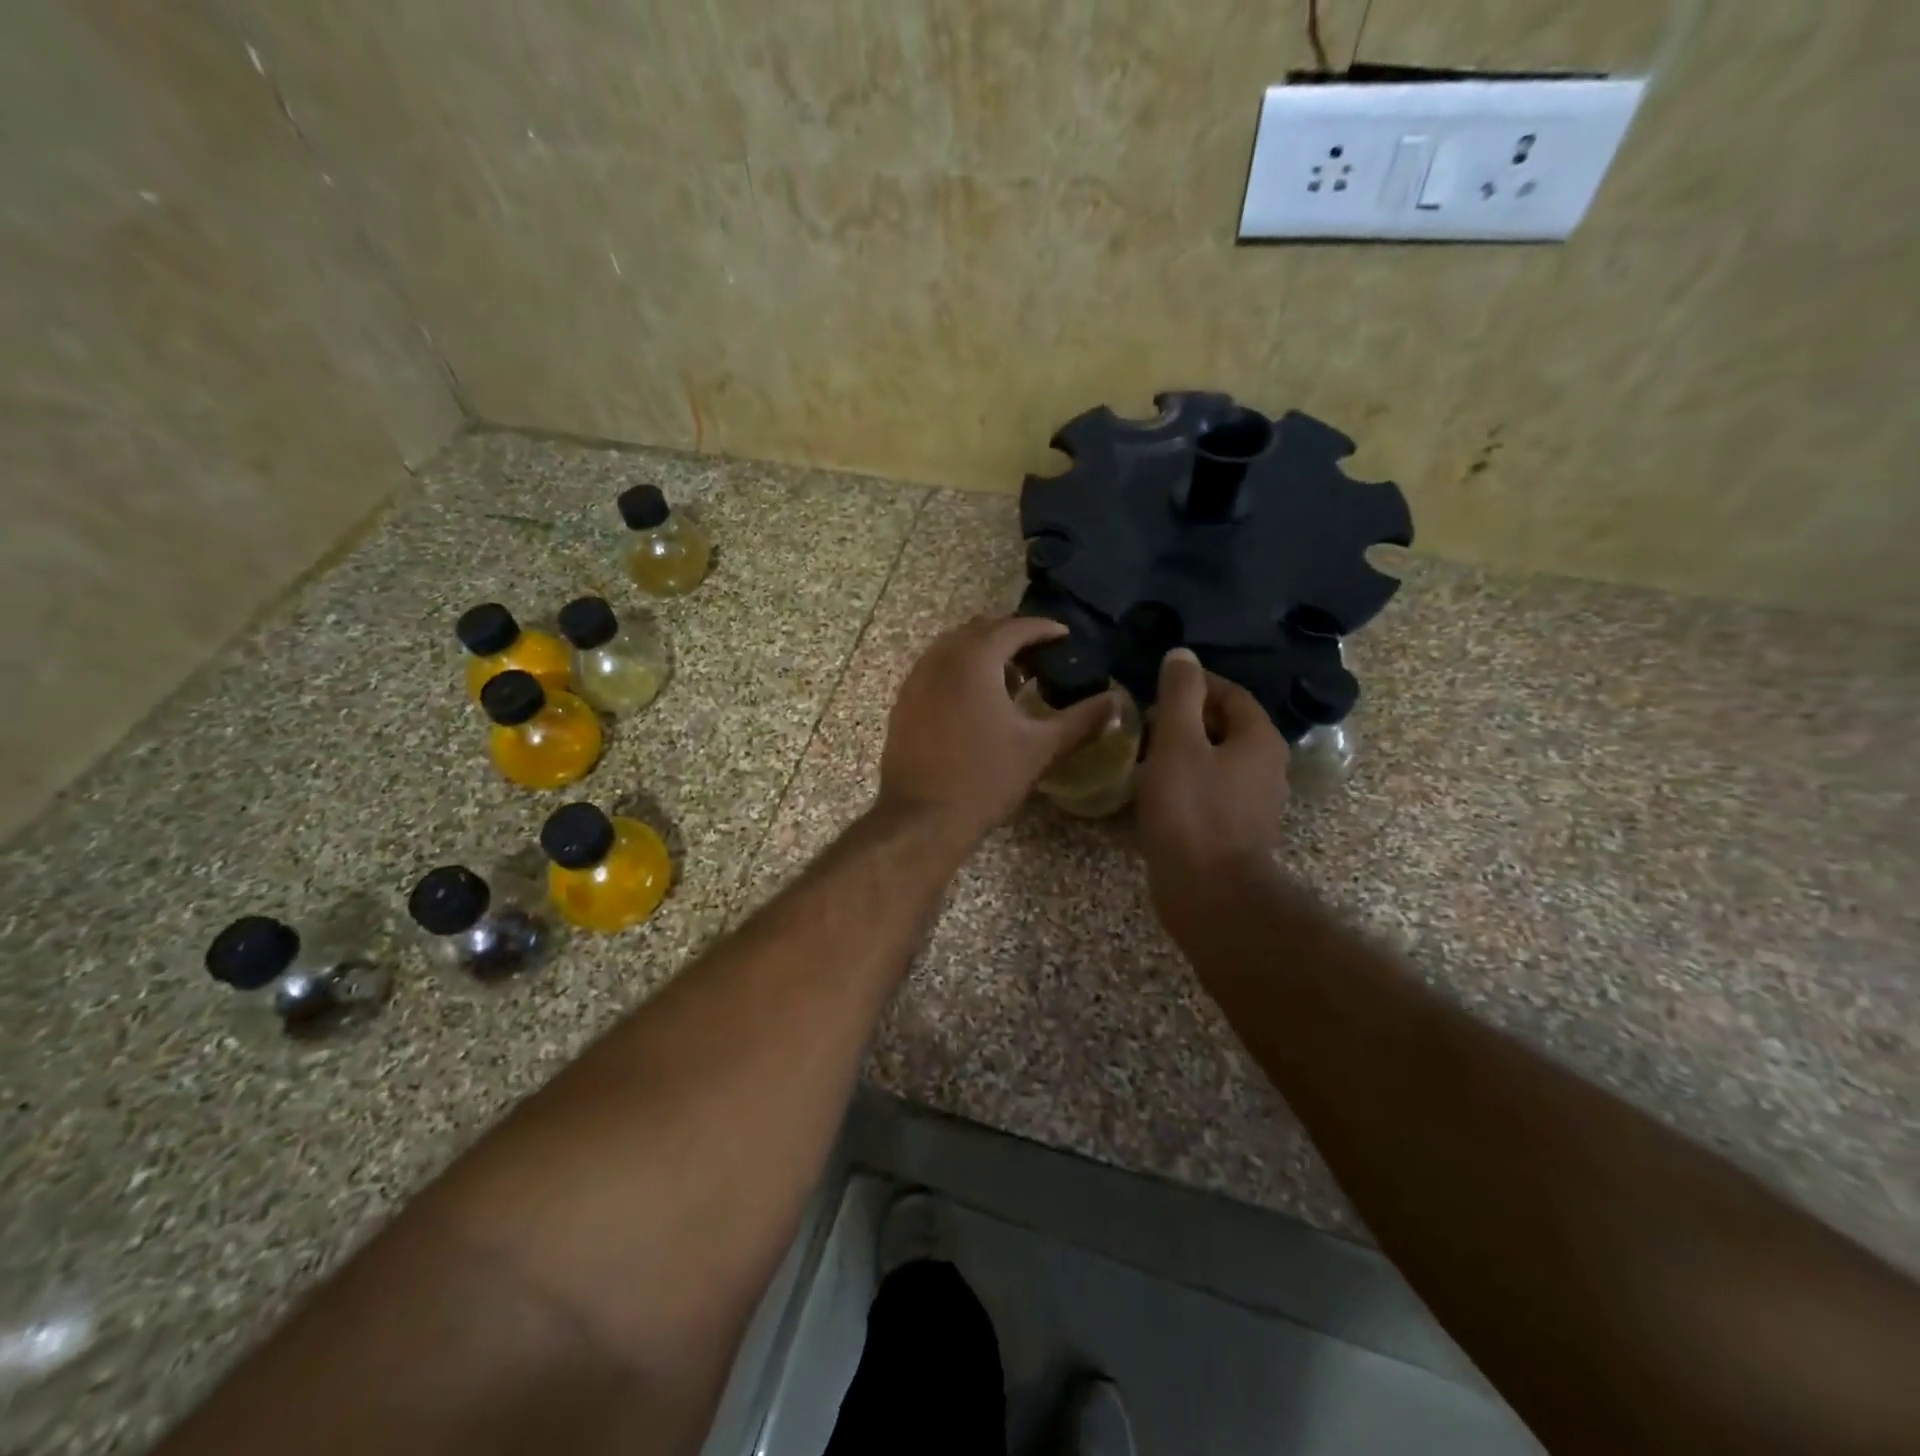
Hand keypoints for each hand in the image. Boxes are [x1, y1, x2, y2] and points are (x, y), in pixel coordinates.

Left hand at [878, 616, 1115, 846]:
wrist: (922, 817)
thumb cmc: (985, 778)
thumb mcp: (1041, 748)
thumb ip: (1082, 720)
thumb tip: (1117, 703)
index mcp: (975, 659)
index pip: (1013, 627)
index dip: (1043, 628)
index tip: (1065, 635)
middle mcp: (940, 658)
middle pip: (980, 630)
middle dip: (1012, 636)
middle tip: (1040, 655)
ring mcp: (916, 679)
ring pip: (953, 647)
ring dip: (983, 652)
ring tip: (1012, 676)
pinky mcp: (904, 701)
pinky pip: (935, 668)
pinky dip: (959, 670)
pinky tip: (976, 700)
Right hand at [1136, 649, 1290, 935]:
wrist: (1209, 893)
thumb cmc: (1192, 811)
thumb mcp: (1178, 742)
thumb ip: (1179, 696)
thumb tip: (1182, 655)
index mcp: (1259, 738)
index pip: (1230, 693)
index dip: (1193, 684)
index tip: (1153, 688)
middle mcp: (1265, 766)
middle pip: (1224, 726)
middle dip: (1184, 718)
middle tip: (1141, 722)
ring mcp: (1252, 801)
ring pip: (1214, 759)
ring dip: (1181, 751)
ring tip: (1141, 753)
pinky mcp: (1235, 829)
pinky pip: (1209, 790)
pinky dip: (1184, 781)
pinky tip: (1153, 790)